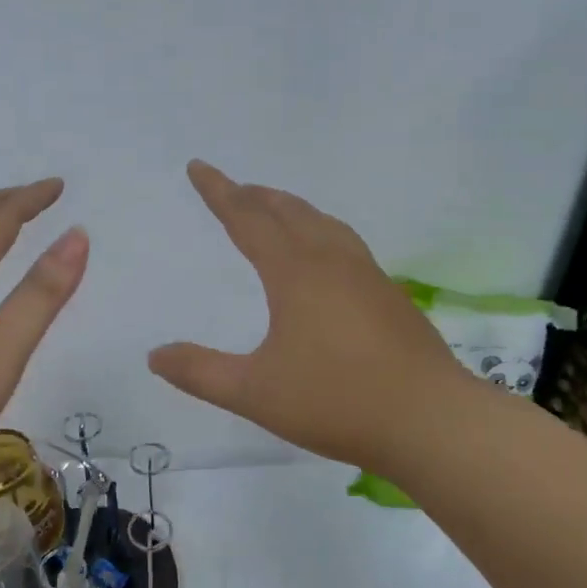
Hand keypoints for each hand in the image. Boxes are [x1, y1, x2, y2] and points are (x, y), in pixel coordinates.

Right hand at [148, 161, 463, 475]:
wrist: (430, 420)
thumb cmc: (336, 401)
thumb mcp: (255, 392)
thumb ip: (201, 373)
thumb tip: (155, 355)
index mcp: (295, 272)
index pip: (247, 218)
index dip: (219, 192)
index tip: (198, 167)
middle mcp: (332, 261)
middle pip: (289, 211)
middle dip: (255, 196)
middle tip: (233, 189)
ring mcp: (367, 275)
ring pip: (323, 224)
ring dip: (292, 209)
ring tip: (275, 211)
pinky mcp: (389, 295)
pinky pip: (344, 244)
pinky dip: (319, 232)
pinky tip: (324, 259)